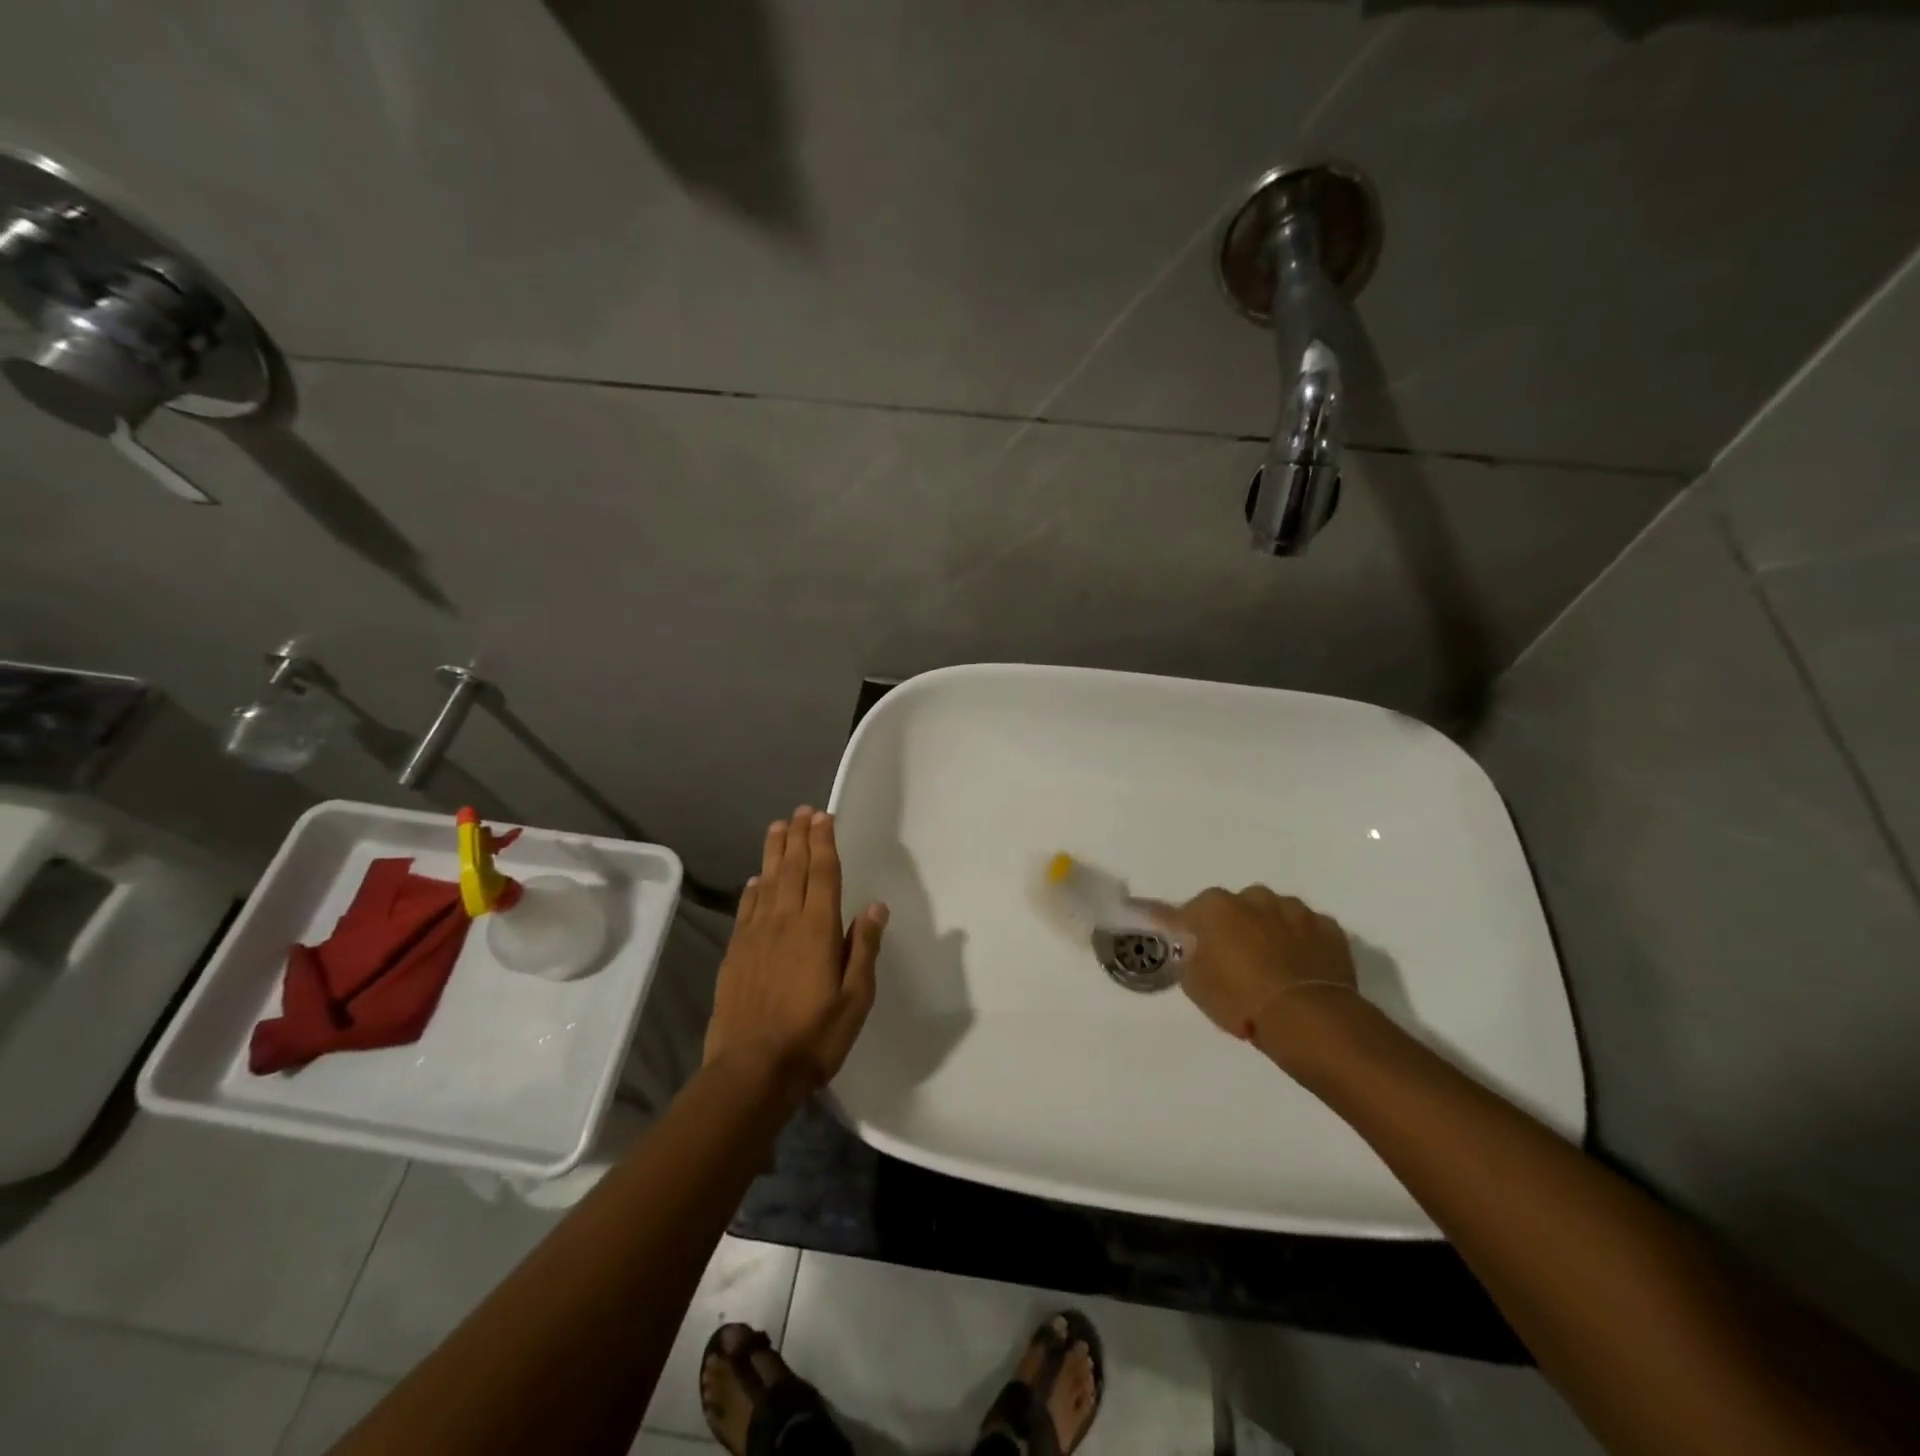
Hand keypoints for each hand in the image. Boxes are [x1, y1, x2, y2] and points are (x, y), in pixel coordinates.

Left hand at [703, 806, 888, 1093]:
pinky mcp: (735, 953)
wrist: (751, 1071)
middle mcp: (784, 922)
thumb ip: (863, 949)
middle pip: (792, 869)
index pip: (822, 874)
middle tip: (803, 811)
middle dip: (799, 837)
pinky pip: (746, 909)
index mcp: (816, 930)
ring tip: (779, 827)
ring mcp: (755, 936)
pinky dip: (753, 889)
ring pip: (766, 882)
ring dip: (774, 852)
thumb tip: (875, 907)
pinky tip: (756, 880)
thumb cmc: (813, 1037)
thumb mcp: (855, 999)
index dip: (823, 843)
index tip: (824, 816)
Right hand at [1156, 886, 1357, 1060]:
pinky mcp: (1329, 927)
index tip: (1190, 945)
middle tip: (1235, 957)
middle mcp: (1255, 897)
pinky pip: (1308, 930)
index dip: (1190, 929)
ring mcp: (1296, 910)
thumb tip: (1190, 946)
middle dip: (1235, 925)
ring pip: (1276, 913)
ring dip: (1270, 930)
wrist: (1307, 1019)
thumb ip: (1188, 955)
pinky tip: (1301, 968)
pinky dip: (1303, 942)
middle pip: (1238, 906)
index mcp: (1217, 906)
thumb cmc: (1241, 1000)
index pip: (1192, 910)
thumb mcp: (1195, 984)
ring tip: (1273, 964)